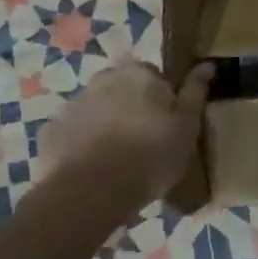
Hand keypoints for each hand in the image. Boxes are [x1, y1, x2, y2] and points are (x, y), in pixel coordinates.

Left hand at [37, 58, 213, 219]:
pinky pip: (73, 132)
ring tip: (117, 160)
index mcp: (139, 74)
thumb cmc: (150, 155)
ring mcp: (72, 104)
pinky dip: (81, 143)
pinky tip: (92, 168)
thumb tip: (207, 64)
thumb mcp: (187, 126)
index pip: (154, 76)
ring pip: (97, 109)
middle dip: (131, 107)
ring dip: (106, 124)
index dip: (162, 99)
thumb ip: (195, 92)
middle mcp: (103, 79)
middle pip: (122, 89)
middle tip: (143, 142)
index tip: (166, 125)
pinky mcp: (49, 132)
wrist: (89, 194)